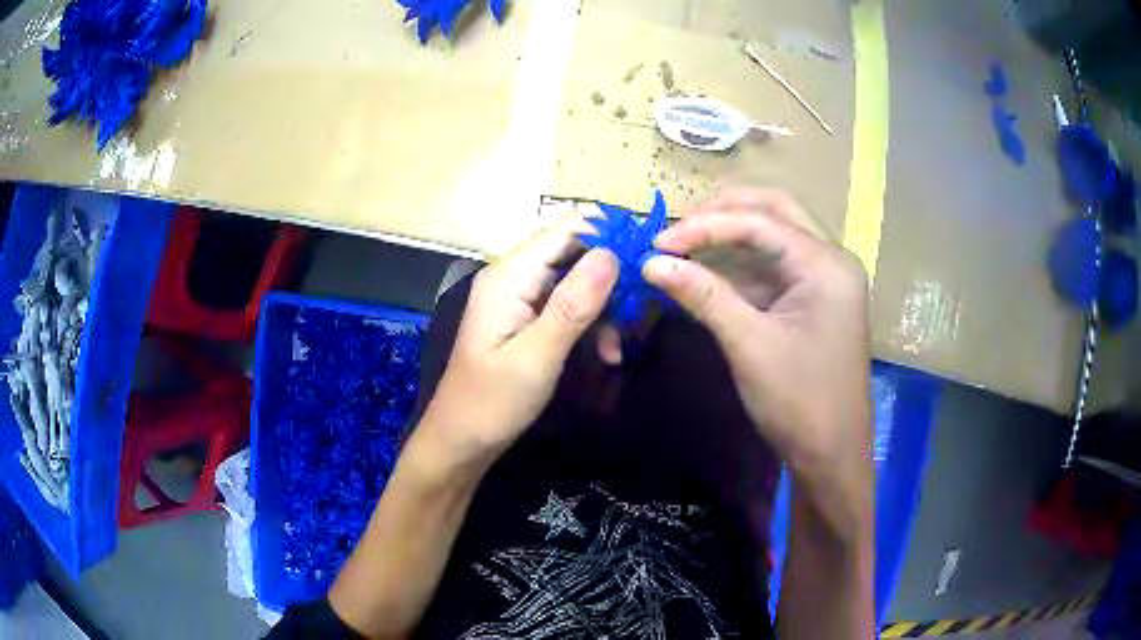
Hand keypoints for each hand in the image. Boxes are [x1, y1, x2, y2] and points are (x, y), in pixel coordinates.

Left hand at [421, 213, 617, 464]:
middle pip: (575, 251)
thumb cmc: (492, 403)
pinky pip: (567, 305)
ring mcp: (520, 296)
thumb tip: (612, 254)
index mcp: (510, 275)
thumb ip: (573, 305)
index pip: (568, 227)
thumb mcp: (537, 357)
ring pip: (577, 280)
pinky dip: (590, 324)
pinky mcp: (526, 318)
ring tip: (617, 348)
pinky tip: (606, 354)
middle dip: (612, 277)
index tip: (649, 258)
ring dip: (604, 308)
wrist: (460, 441)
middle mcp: (514, 275)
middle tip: (639, 312)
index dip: (610, 233)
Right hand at [642, 189, 871, 497]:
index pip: (760, 222)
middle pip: (774, 211)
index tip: (657, 242)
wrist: (831, 455)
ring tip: (685, 243)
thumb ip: (703, 295)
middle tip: (678, 227)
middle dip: (724, 212)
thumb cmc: (799, 402)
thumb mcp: (749, 344)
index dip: (704, 226)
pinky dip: (742, 266)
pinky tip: (709, 273)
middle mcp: (831, 260)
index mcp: (826, 264)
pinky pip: (776, 268)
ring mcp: (825, 280)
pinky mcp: (815, 301)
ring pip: (775, 236)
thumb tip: (650, 262)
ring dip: (731, 236)